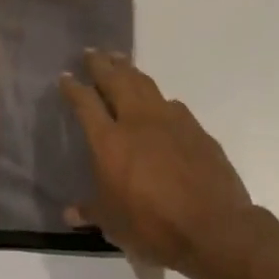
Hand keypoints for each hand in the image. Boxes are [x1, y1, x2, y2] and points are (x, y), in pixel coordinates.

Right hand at [59, 51, 254, 273]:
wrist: (213, 227)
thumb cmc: (153, 227)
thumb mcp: (114, 225)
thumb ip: (91, 212)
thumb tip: (70, 213)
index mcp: (110, 141)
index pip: (85, 104)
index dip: (74, 88)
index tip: (66, 76)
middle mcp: (138, 122)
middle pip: (116, 81)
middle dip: (101, 64)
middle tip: (92, 51)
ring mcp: (171, 122)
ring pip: (145, 85)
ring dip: (130, 70)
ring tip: (121, 60)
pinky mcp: (197, 130)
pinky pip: (172, 105)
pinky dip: (159, 98)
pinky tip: (159, 101)